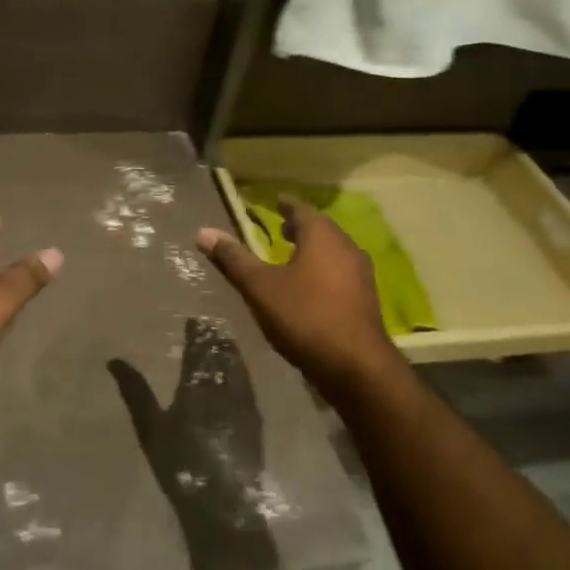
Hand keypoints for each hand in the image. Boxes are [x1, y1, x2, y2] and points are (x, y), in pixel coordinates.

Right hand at [107, 318, 279, 569]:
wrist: (223, 508)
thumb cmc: (181, 466)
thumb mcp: (151, 429)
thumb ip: (135, 392)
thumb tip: (115, 360)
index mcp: (198, 387)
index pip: (199, 351)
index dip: (197, 334)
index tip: (194, 320)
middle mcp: (225, 390)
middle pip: (222, 356)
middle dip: (216, 340)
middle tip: (211, 326)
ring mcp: (244, 407)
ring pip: (239, 369)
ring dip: (231, 354)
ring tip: (226, 343)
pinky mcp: (256, 424)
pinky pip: (249, 387)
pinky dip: (243, 374)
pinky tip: (240, 376)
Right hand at [197, 200, 398, 399]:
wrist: (356, 368)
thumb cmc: (305, 317)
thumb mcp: (260, 287)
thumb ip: (233, 259)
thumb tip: (203, 232)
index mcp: (322, 236)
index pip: (302, 210)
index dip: (286, 205)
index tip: (275, 201)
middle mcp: (346, 248)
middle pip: (322, 229)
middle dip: (301, 227)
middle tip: (281, 229)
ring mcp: (361, 275)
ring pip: (334, 252)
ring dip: (314, 250)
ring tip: (293, 257)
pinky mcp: (366, 301)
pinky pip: (341, 273)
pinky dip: (324, 271)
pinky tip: (311, 288)